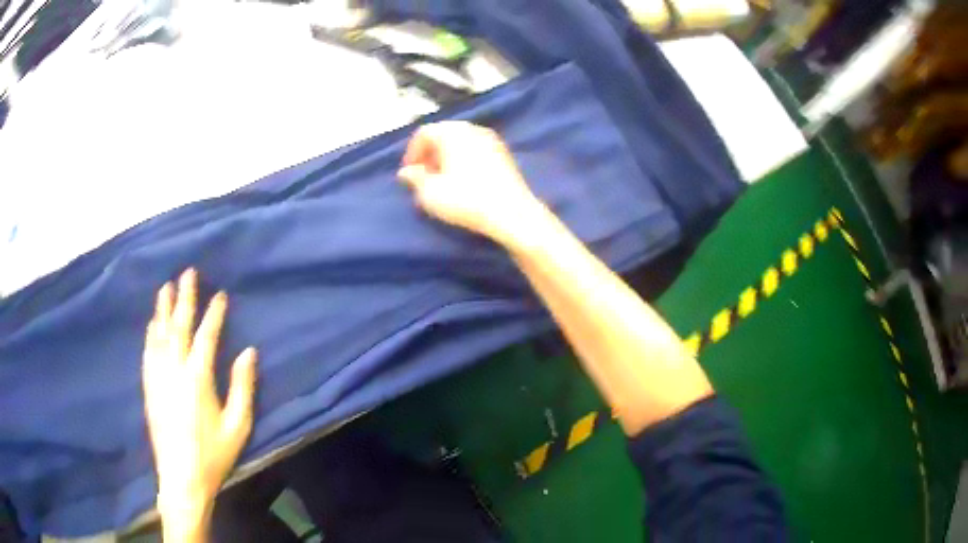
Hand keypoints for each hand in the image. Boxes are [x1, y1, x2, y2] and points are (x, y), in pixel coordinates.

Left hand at [143, 269, 256, 536]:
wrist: (181, 478)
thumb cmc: (213, 454)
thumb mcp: (238, 425)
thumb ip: (243, 387)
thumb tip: (248, 352)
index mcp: (198, 378)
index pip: (206, 335)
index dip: (214, 313)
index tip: (220, 294)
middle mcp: (174, 369)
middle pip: (178, 326)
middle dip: (184, 297)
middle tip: (187, 273)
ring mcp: (157, 377)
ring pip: (159, 334)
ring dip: (163, 309)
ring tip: (166, 288)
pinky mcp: (148, 387)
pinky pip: (148, 351)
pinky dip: (151, 333)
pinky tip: (152, 323)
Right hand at [398, 121, 544, 244]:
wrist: (512, 213)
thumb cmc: (466, 200)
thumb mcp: (430, 193)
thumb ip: (415, 178)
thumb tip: (407, 172)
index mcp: (453, 132)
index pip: (424, 133)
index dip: (412, 152)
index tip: (409, 173)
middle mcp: (473, 129)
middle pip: (444, 135)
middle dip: (430, 154)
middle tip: (424, 176)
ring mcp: (492, 140)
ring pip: (461, 142)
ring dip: (447, 158)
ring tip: (442, 181)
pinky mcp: (505, 154)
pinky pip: (476, 151)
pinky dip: (465, 161)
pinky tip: (464, 182)